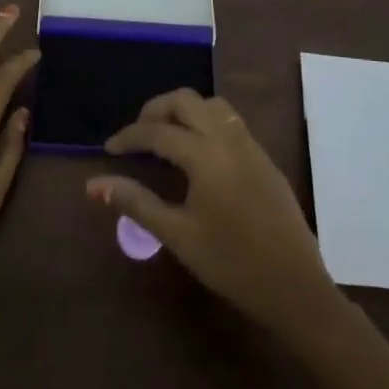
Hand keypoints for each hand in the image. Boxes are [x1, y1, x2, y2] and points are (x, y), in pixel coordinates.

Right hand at [89, 88, 340, 336]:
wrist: (295, 287)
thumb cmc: (231, 264)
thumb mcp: (177, 235)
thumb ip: (136, 203)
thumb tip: (94, 184)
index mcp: (205, 154)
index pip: (157, 131)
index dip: (129, 136)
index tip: (108, 149)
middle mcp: (228, 138)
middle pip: (185, 100)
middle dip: (155, 110)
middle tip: (137, 136)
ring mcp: (250, 145)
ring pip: (211, 105)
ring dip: (184, 111)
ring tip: (165, 137)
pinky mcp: (264, 157)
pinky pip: (229, 121)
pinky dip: (205, 121)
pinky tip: (197, 152)